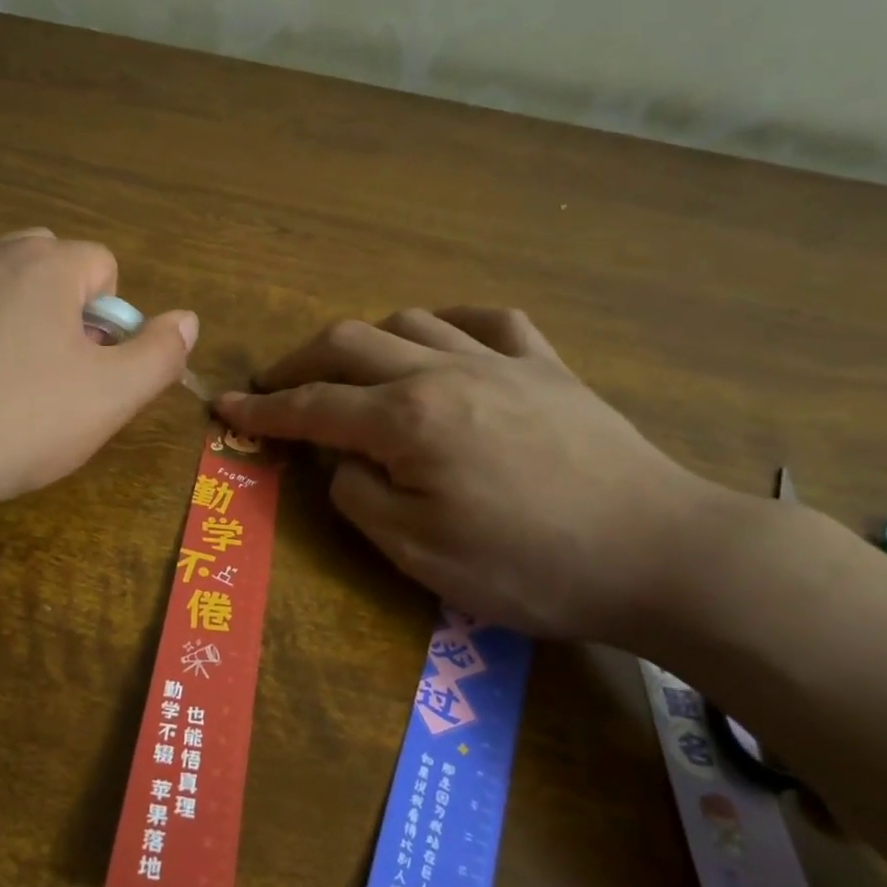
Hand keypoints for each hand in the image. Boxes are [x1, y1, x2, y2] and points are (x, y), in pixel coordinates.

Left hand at [0, 230, 195, 524]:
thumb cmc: (17, 424)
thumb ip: (159, 354)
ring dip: (14, 319)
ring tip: (3, 385)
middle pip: (48, 264)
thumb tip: (186, 320)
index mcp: (44, 265)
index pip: (103, 266)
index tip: (91, 370)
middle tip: (53, 374)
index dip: (110, 321)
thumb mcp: (109, 399)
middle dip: (63, 309)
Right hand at [215, 309, 724, 640]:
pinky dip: (446, 322)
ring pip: (408, 321)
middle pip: (348, 344)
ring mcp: (499, 361)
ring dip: (363, 341)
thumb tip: (340, 463)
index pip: (312, 408)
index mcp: (407, 420)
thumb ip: (360, 498)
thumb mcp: (420, 553)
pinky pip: (486, 320)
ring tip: (349, 371)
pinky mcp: (547, 366)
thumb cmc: (530, 566)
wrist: (661, 553)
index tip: (224, 407)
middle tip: (272, 386)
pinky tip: (438, 339)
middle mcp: (443, 371)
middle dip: (297, 363)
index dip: (262, 410)